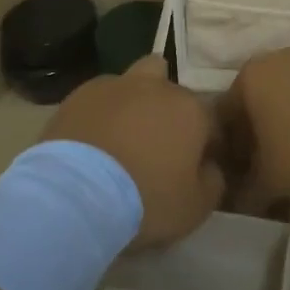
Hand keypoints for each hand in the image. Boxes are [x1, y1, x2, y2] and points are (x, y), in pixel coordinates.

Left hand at [40, 56, 224, 246]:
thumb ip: (212, 180)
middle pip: (169, 87)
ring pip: (132, 82)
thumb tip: (209, 166)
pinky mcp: (78, 94)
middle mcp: (156, 87)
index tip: (196, 167)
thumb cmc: (146, 199)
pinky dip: (100, 113)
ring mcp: (114, 85)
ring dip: (132, 103)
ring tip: (120, 137)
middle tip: (156, 143)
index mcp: (190, 109)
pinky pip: (98, 98)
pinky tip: (92, 140)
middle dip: (167, 108)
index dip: (206, 144)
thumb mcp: (196, 206)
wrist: (76, 193)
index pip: (211, 120)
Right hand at [215, 46, 289, 212]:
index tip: (246, 170)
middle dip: (267, 126)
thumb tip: (242, 202)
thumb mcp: (271, 179)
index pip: (228, 112)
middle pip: (264, 95)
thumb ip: (250, 190)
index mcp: (251, 76)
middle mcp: (281, 57)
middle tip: (277, 160)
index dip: (234, 144)